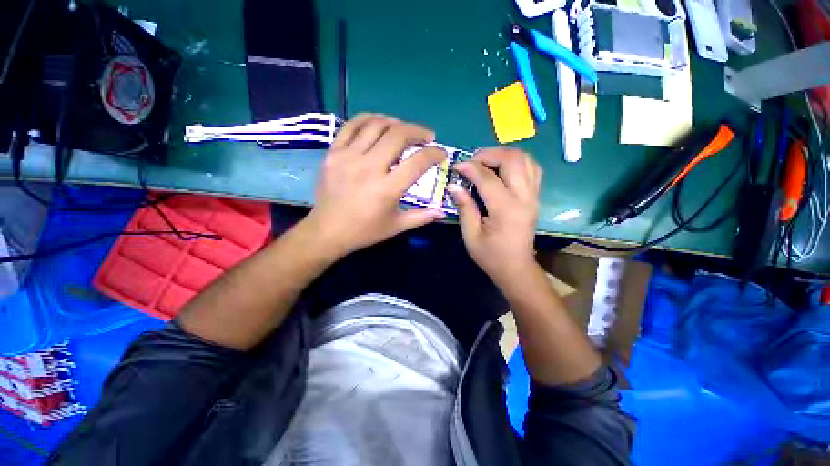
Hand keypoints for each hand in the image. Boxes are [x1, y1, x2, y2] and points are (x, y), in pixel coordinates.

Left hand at [302, 114, 445, 258]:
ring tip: (404, 130)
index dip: (435, 154)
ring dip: (396, 123)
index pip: (418, 162)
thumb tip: (442, 211)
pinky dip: (369, 119)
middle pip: (398, 135)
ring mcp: (348, 157)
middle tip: (426, 137)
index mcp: (387, 189)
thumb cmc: (365, 231)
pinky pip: (351, 126)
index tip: (441, 154)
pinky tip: (379, 123)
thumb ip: (421, 217)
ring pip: (376, 125)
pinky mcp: (333, 153)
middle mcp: (369, 168)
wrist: (327, 231)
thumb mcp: (396, 226)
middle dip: (418, 131)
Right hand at [449, 148, 541, 288]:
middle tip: (472, 161)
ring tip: (486, 162)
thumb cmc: (490, 256)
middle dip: (490, 154)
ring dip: (504, 155)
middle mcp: (524, 198)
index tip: (456, 167)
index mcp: (505, 209)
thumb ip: (464, 207)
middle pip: (513, 159)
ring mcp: (533, 196)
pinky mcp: (535, 197)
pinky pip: (532, 169)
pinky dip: (516, 162)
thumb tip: (454, 185)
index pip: (487, 177)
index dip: (470, 167)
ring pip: (526, 159)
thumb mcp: (471, 235)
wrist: (516, 268)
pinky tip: (502, 169)